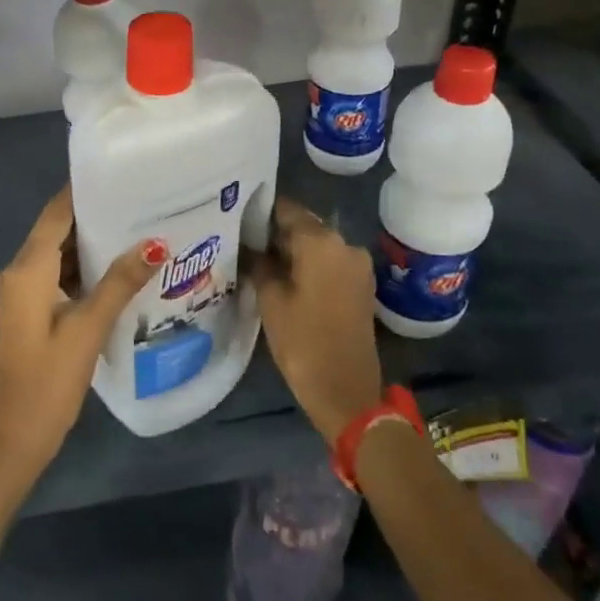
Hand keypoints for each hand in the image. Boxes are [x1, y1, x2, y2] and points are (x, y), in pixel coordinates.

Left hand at [0, 188, 164, 481]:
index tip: (119, 173)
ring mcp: (24, 292)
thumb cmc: (48, 380)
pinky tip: (119, 267)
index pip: (56, 213)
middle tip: (140, 199)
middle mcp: (21, 271)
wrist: (14, 438)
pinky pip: (59, 273)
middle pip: (57, 229)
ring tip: (137, 225)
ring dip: (92, 241)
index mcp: (28, 268)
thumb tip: (155, 243)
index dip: (83, 190)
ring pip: (59, 252)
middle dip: (95, 213)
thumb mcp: (88, 328)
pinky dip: (85, 266)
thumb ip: (120, 282)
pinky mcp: (32, 310)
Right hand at [253, 198, 383, 444]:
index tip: (238, 217)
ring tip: (261, 262)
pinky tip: (286, 278)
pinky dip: (309, 265)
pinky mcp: (361, 284)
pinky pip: (330, 262)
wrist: (347, 391)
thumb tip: (250, 246)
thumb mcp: (270, 300)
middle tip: (244, 242)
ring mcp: (357, 264)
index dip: (260, 211)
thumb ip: (259, 263)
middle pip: (304, 225)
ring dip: (292, 250)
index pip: (286, 209)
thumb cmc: (303, 341)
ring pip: (317, 245)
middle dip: (275, 232)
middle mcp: (344, 243)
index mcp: (321, 240)